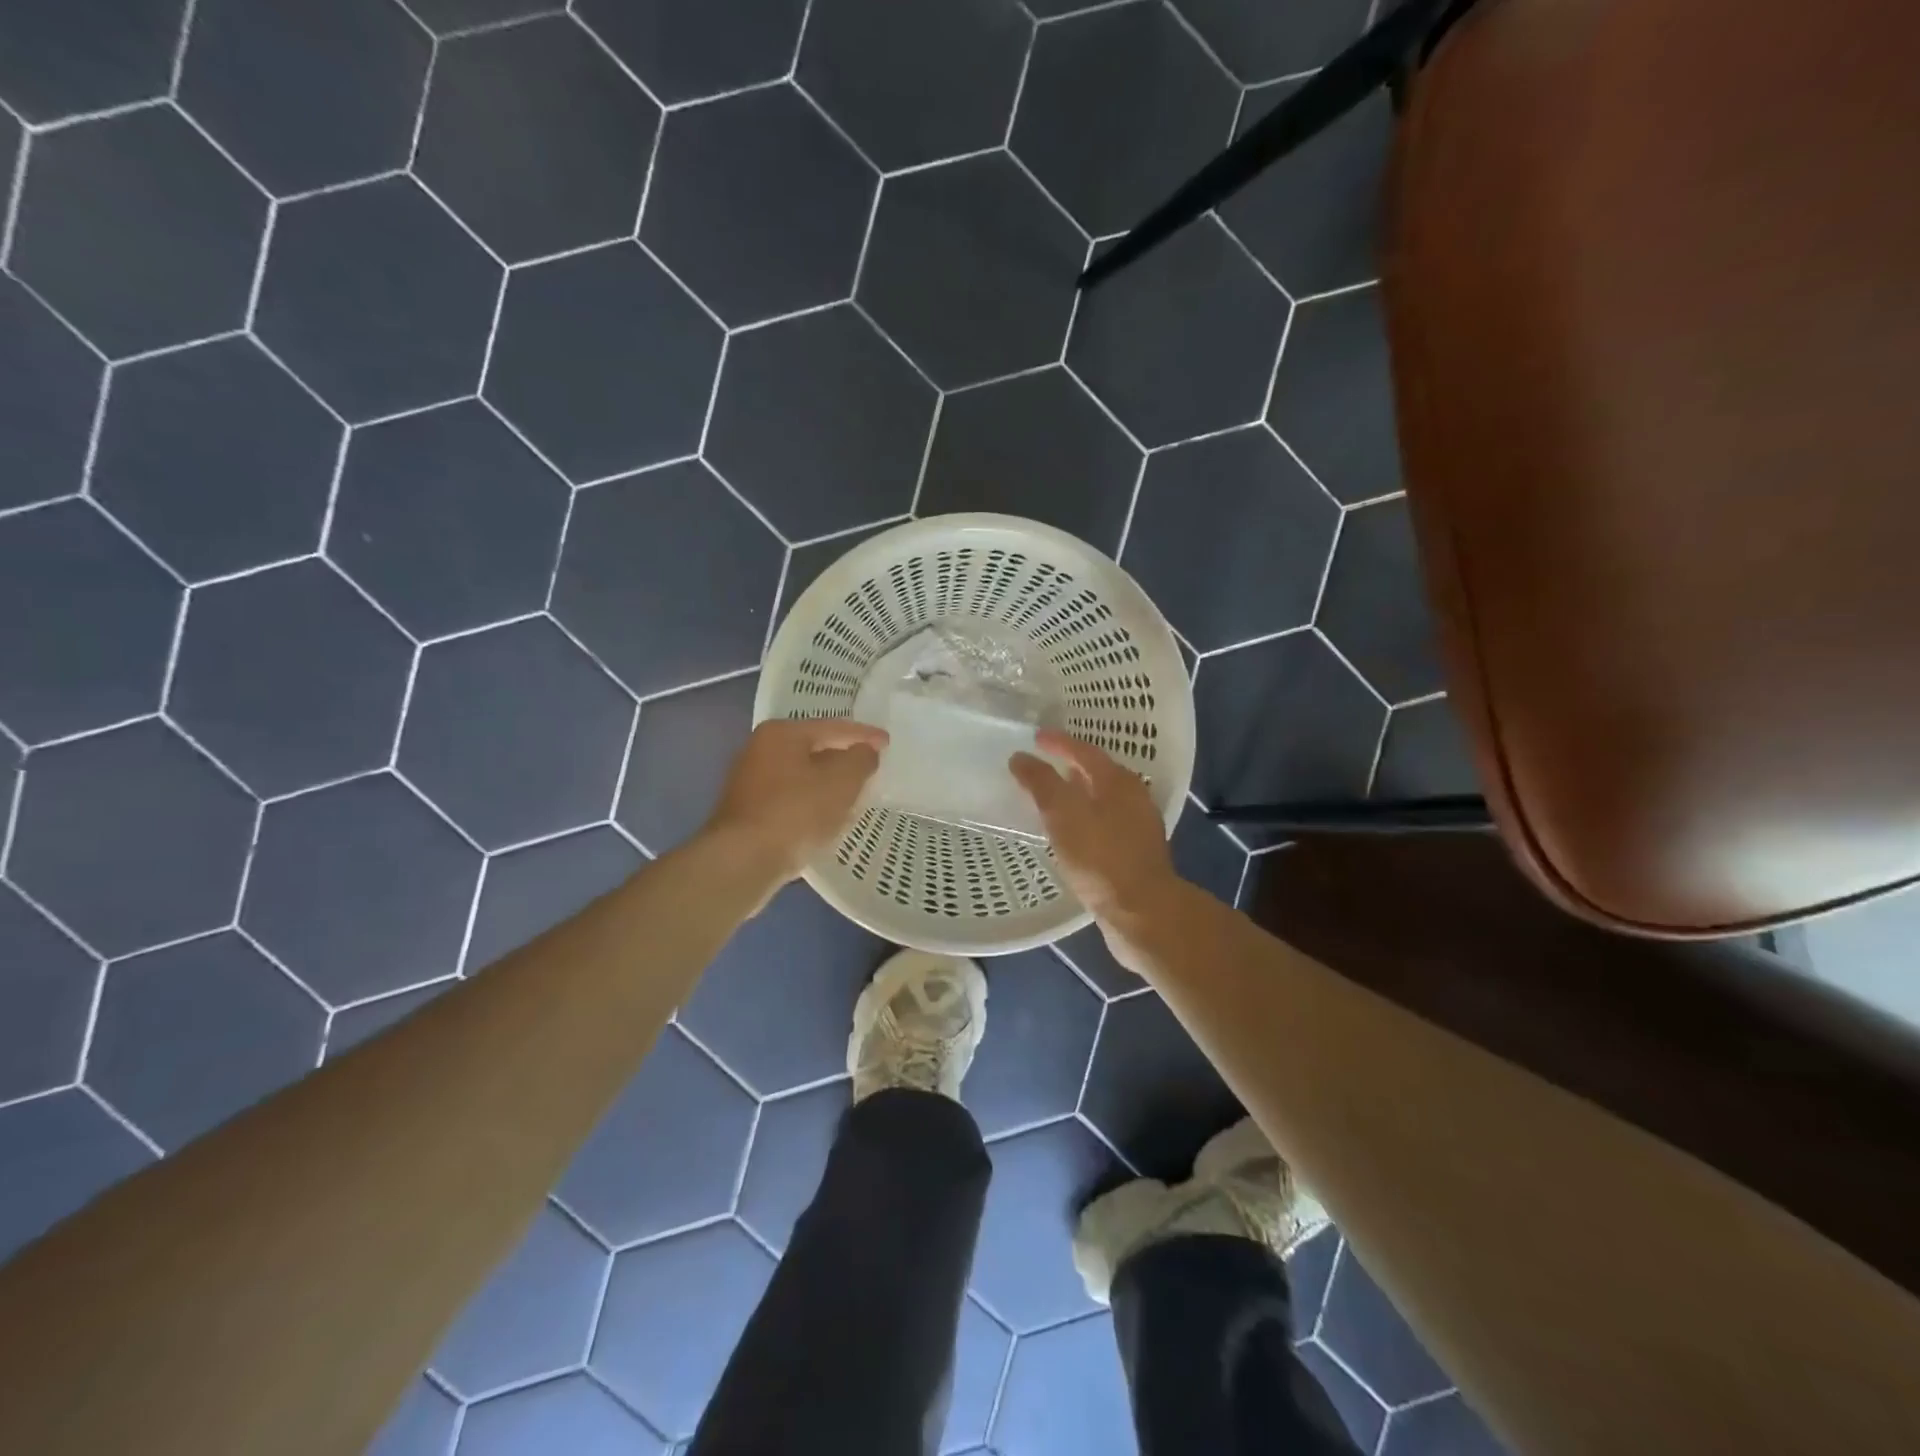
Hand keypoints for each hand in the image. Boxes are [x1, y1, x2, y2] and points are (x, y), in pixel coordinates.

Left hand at [704, 718, 887, 886]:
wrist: (743, 862)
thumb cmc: (796, 812)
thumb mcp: (842, 782)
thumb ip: (860, 760)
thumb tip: (864, 753)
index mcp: (781, 734)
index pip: (833, 728)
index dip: (864, 735)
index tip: (888, 743)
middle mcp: (760, 750)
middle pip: (814, 749)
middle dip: (843, 758)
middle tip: (872, 767)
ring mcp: (750, 782)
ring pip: (802, 776)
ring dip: (827, 784)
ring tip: (854, 794)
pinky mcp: (748, 813)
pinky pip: (791, 799)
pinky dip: (812, 803)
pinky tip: (826, 818)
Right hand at [1010, 730, 1176, 919]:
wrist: (1142, 913)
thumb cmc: (1101, 857)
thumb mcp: (1063, 814)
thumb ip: (1041, 783)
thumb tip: (1021, 758)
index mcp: (1119, 782)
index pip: (1085, 751)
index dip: (1059, 742)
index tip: (1035, 737)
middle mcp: (1134, 799)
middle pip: (1098, 773)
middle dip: (1070, 767)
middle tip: (1043, 764)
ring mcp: (1138, 828)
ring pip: (1102, 801)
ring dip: (1077, 795)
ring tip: (1051, 798)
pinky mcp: (1134, 855)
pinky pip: (1104, 825)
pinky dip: (1084, 820)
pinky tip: (1069, 835)